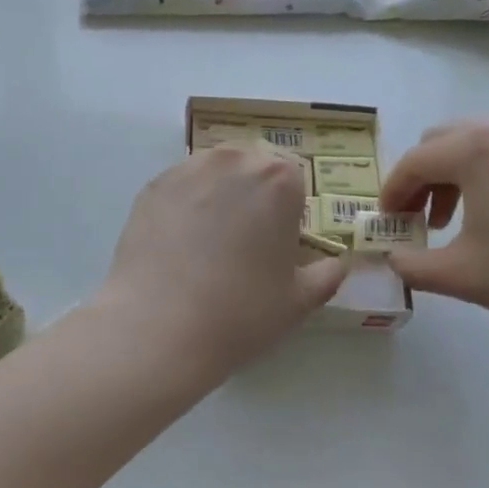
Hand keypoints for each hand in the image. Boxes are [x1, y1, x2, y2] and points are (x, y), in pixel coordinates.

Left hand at [99, 146, 348, 371]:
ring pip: (214, 174)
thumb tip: (337, 263)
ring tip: (208, 243)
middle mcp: (233, 160)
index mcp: (278, 179)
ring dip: (219, 195)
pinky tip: (178, 245)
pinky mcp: (151, 187)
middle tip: (244, 243)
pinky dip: (185, 206)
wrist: (157, 327)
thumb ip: (327, 275)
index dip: (289, 211)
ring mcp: (186, 169)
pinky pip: (180, 188)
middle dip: (254, 196)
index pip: (294, 181)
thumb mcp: (298, 301)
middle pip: (252, 169)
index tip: (278, 244)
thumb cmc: (240, 312)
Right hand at [378, 118, 488, 344]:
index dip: (391, 193)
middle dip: (420, 179)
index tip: (384, 225)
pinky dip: (487, 177)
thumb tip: (388, 260)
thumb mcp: (466, 277)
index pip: (413, 162)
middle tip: (417, 221)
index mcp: (476, 149)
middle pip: (441, 142)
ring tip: (457, 222)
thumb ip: (413, 266)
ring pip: (476, 144)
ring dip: (453, 176)